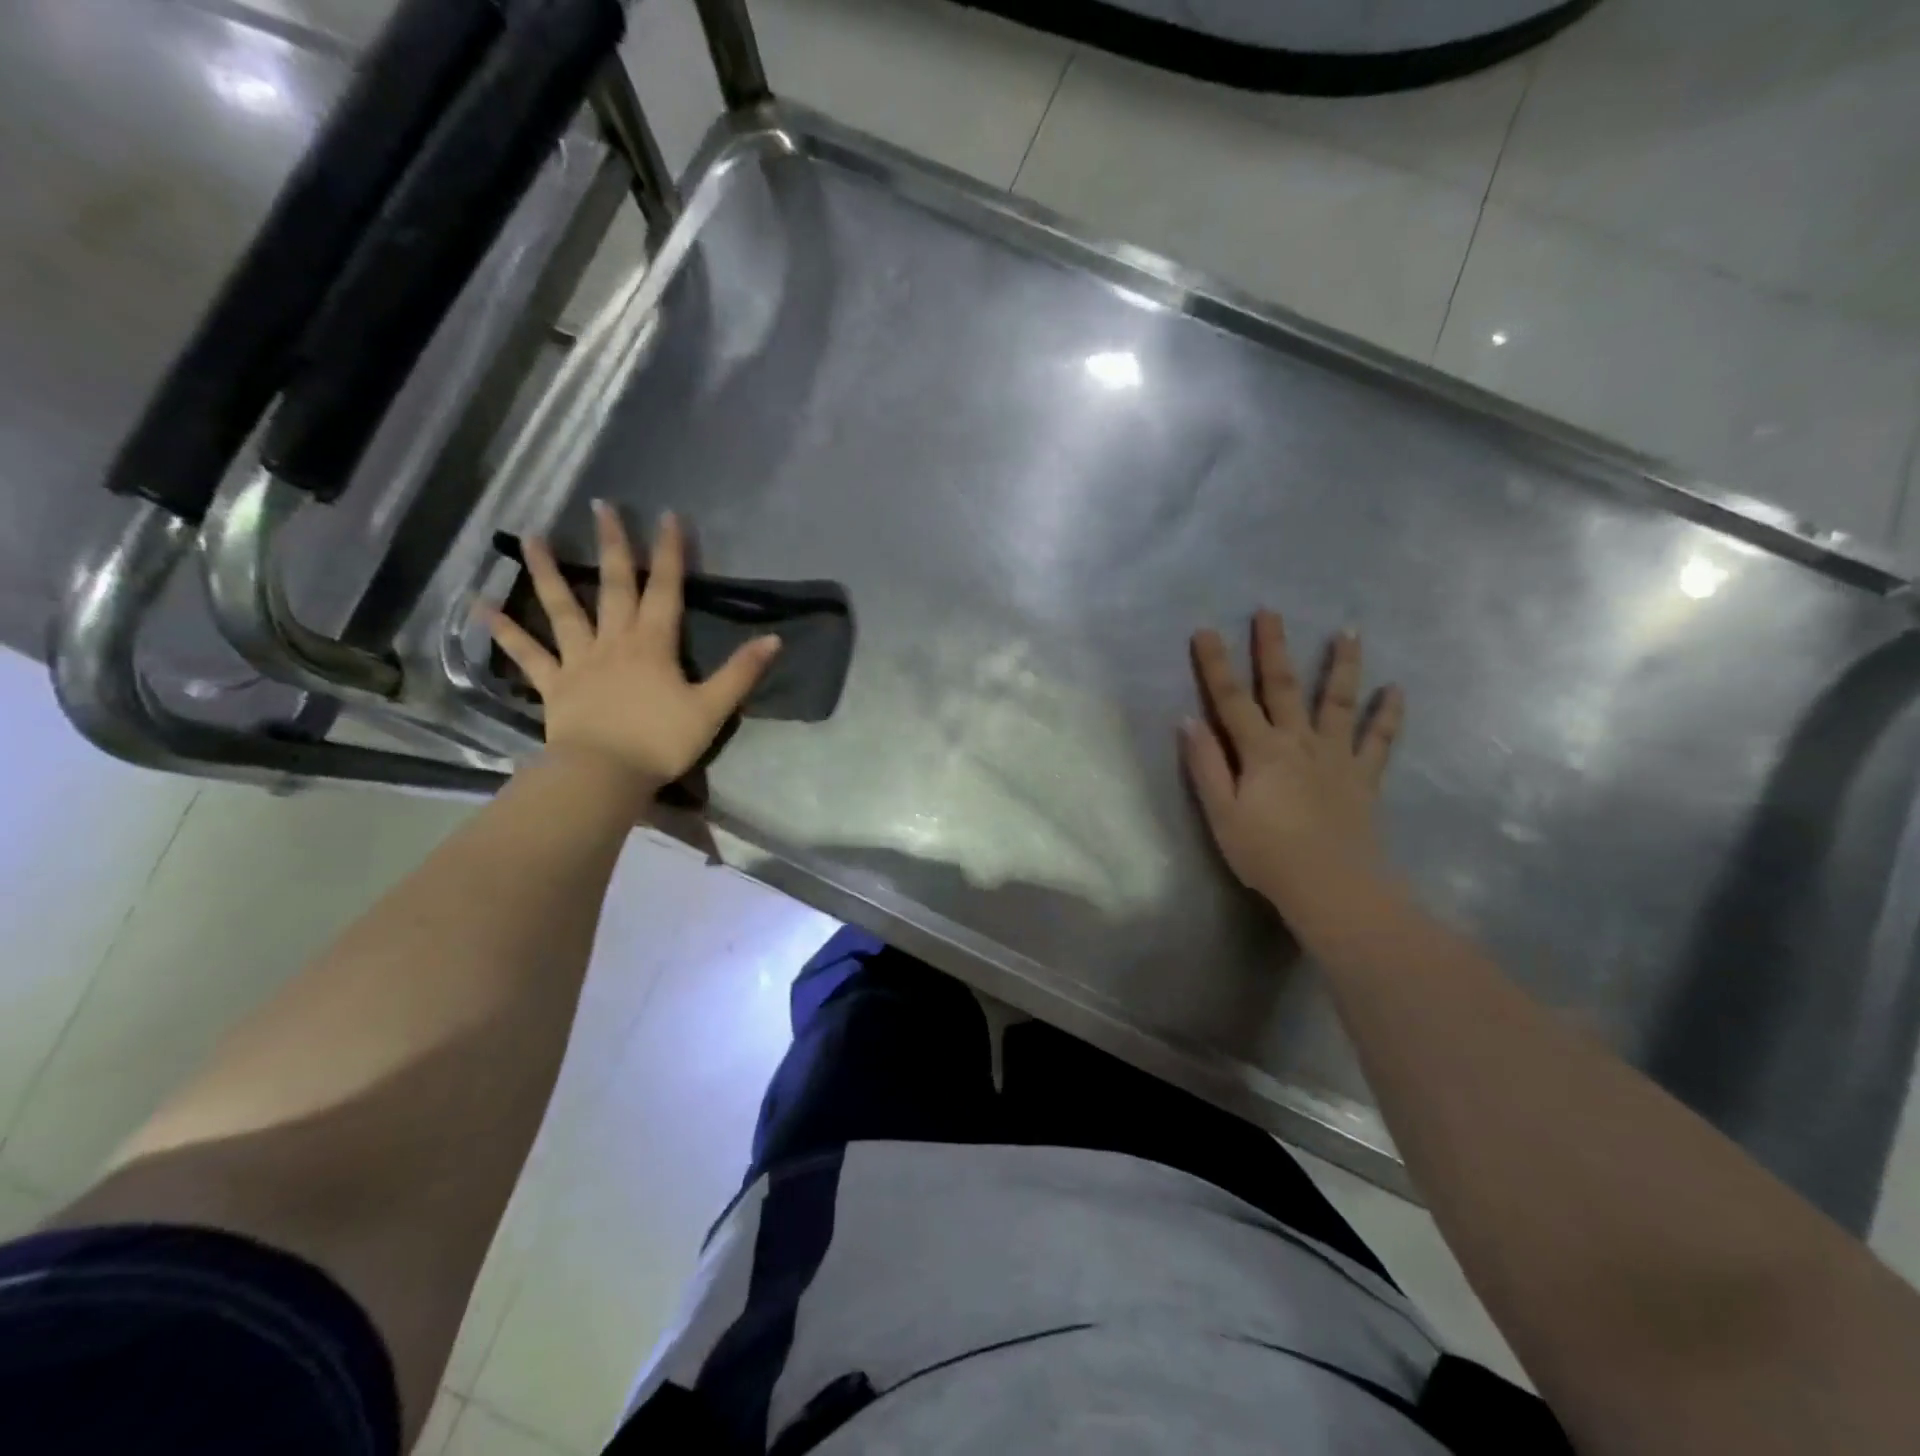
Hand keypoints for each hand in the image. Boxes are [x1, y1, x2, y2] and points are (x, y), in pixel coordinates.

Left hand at [485, 502, 780, 798]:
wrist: (605, 774)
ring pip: (563, 608)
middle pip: (615, 586)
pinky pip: (526, 652)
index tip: (669, 516)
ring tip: (531, 536)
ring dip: (548, 571)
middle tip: (602, 507)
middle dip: (613, 545)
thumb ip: (741, 672)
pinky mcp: (554, 683)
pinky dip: (504, 629)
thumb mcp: (712, 709)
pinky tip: (479, 604)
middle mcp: (614, 641)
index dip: (670, 553)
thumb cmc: (661, 741)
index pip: (666, 590)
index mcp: (654, 644)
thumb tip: (774, 639)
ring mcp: (579, 660)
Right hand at [1183, 611, 1403, 919]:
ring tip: (1348, 631)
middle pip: (1283, 687)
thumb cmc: (1267, 854)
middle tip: (1270, 611)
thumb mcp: (1222, 814)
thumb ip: (1206, 766)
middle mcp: (1299, 742)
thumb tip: (1188, 721)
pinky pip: (1380, 740)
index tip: (1206, 630)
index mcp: (1260, 751)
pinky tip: (1397, 690)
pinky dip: (1388, 714)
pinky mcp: (1364, 777)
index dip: (1216, 665)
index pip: (1230, 699)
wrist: (1332, 887)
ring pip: (1338, 701)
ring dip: (1342, 665)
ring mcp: (1336, 757)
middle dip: (1273, 647)